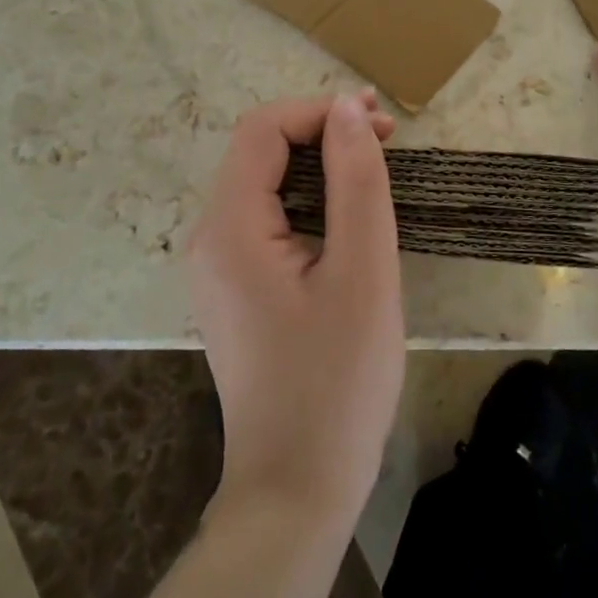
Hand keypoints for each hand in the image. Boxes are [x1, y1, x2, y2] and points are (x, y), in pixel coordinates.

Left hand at [187, 91, 404, 531]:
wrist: (297, 490)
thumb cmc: (337, 381)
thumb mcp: (363, 271)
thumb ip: (357, 180)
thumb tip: (348, 107)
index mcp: (230, 227)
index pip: (264, 130)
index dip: (321, 112)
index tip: (381, 123)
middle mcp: (210, 237)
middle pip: (260, 151)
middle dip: (322, 132)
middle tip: (387, 139)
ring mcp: (218, 265)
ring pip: (265, 182)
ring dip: (319, 164)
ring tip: (375, 168)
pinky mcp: (236, 287)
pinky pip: (268, 218)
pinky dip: (310, 199)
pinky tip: (349, 215)